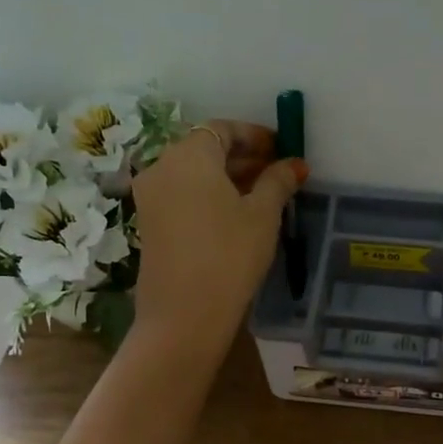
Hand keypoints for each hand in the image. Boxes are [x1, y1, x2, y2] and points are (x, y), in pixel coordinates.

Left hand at [131, 120, 306, 351]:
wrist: (184, 314)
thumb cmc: (229, 255)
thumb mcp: (262, 215)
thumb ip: (278, 181)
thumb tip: (294, 163)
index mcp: (189, 156)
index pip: (222, 129)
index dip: (254, 136)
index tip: (281, 150)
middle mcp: (162, 167)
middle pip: (204, 149)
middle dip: (241, 157)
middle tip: (276, 173)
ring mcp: (150, 197)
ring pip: (192, 174)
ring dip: (225, 178)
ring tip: (260, 196)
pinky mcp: (148, 223)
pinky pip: (181, 195)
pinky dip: (207, 195)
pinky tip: (233, 216)